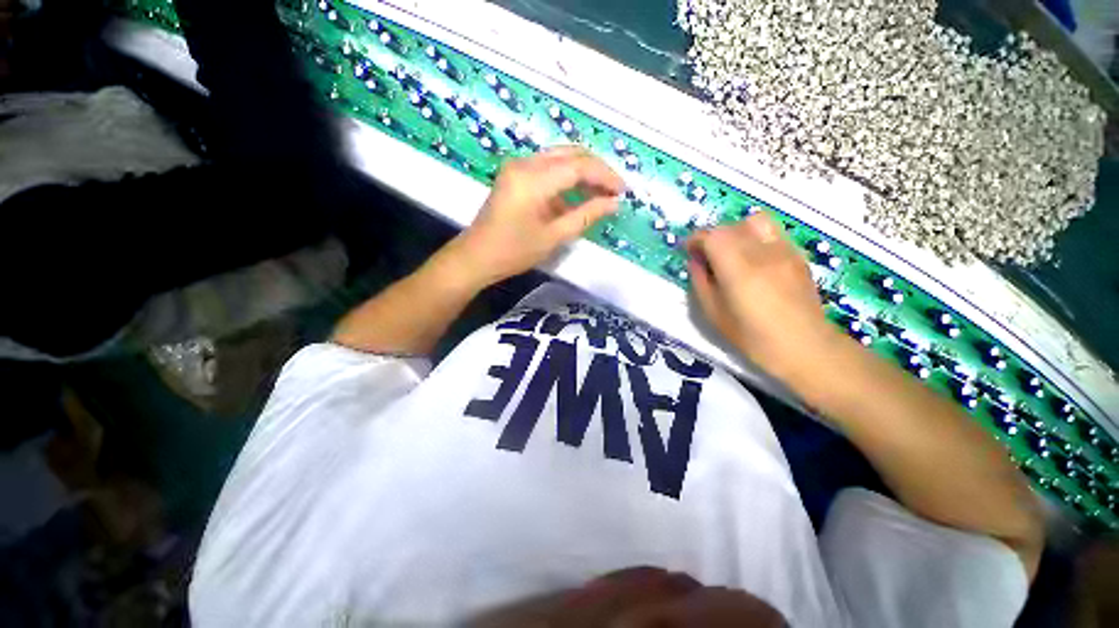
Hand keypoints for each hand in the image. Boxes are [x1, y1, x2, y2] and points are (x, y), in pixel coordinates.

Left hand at [446, 146, 624, 286]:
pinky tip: (578, 193)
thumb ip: (585, 216)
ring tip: (602, 192)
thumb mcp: (553, 237)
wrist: (476, 256)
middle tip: (615, 190)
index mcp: (533, 179)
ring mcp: (518, 166)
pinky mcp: (515, 174)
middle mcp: (525, 163)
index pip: (579, 166)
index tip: (623, 190)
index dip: (605, 175)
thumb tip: (613, 203)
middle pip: (570, 154)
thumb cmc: (514, 252)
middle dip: (596, 169)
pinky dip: (567, 177)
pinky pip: (548, 167)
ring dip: (583, 171)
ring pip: (560, 157)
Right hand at [687, 213, 836, 380]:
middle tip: (706, 255)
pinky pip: (773, 232)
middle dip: (713, 236)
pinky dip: (756, 237)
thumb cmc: (752, 337)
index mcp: (738, 269)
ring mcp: (784, 250)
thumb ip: (701, 282)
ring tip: (732, 251)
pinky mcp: (797, 255)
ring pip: (756, 220)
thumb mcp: (714, 313)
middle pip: (731, 226)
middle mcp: (762, 252)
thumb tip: (695, 261)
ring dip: (736, 231)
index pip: (712, 236)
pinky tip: (755, 259)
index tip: (688, 251)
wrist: (805, 346)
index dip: (695, 240)